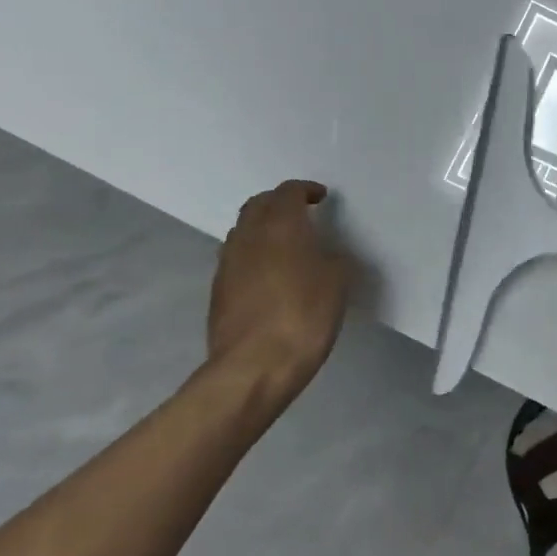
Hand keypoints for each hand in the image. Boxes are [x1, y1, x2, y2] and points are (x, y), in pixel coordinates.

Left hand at [206, 180, 352, 390]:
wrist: (254, 365)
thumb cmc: (304, 315)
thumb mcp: (338, 282)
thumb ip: (333, 258)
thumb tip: (325, 255)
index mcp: (280, 225)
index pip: (288, 192)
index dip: (305, 190)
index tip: (320, 197)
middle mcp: (248, 236)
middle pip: (258, 205)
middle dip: (278, 203)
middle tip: (300, 212)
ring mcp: (228, 263)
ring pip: (243, 231)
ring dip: (263, 228)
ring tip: (285, 242)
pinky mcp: (218, 290)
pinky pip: (237, 258)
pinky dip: (253, 254)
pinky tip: (269, 274)